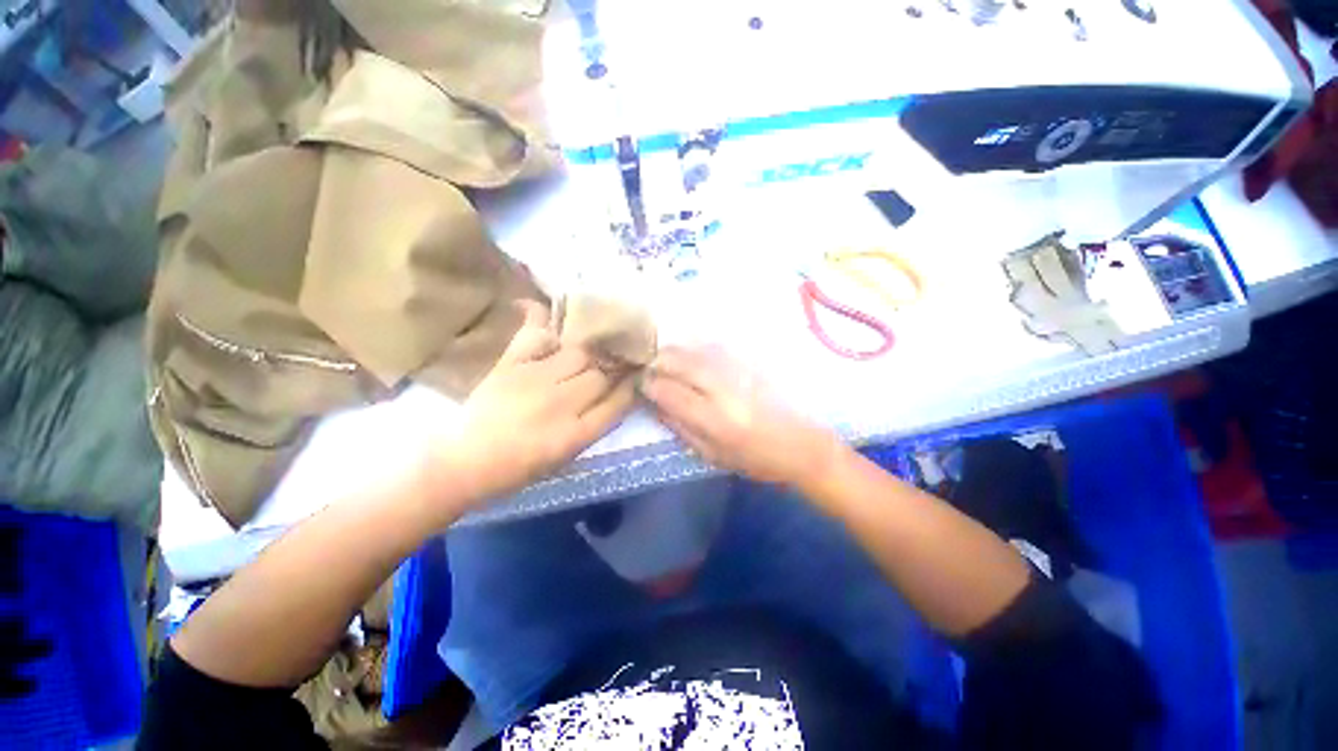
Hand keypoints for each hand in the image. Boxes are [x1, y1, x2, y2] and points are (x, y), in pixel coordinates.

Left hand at [428, 303, 636, 507]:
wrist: (462, 461)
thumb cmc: (517, 468)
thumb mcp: (565, 456)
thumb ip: (595, 425)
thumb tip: (617, 394)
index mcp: (575, 434)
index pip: (618, 402)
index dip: (630, 387)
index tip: (636, 377)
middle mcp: (560, 403)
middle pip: (600, 374)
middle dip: (611, 369)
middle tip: (612, 363)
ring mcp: (534, 380)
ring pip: (578, 353)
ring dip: (587, 352)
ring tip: (587, 349)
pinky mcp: (510, 365)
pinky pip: (536, 336)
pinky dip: (542, 323)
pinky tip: (548, 318)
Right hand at [642, 346, 841, 488]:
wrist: (804, 444)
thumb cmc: (757, 459)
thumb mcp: (713, 455)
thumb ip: (681, 428)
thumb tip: (656, 404)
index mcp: (712, 418)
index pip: (667, 391)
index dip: (648, 385)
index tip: (640, 385)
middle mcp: (721, 387)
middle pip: (677, 362)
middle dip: (656, 362)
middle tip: (648, 368)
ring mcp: (737, 369)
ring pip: (693, 348)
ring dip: (673, 351)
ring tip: (665, 358)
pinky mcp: (751, 360)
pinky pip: (714, 344)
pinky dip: (695, 345)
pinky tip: (691, 351)